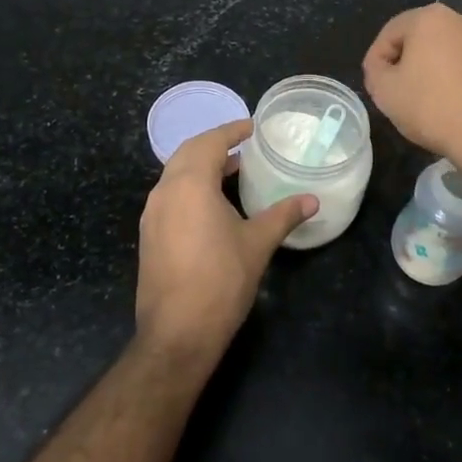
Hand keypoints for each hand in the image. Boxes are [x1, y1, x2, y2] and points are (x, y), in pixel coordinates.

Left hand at [136, 119, 314, 365]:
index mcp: (189, 184)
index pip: (209, 142)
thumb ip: (283, 215)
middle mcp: (164, 191)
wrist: (177, 333)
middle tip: (243, 146)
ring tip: (232, 171)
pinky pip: (170, 196)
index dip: (231, 130)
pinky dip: (190, 187)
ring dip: (201, 166)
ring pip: (175, 175)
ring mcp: (152, 214)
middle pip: (187, 153)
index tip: (252, 127)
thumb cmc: (221, 281)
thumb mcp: (257, 243)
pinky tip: (212, 204)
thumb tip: (312, 199)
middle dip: (214, 144)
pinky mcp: (149, 235)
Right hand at [362, 3, 461, 170]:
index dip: (376, 58)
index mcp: (430, 18)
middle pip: (421, 39)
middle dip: (406, 62)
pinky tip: (454, 106)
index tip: (375, 84)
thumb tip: (381, 66)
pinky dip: (457, 81)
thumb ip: (374, 70)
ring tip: (426, 101)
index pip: (390, 33)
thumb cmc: (431, 106)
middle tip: (397, 91)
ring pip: (447, 53)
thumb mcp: (384, 90)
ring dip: (433, 71)